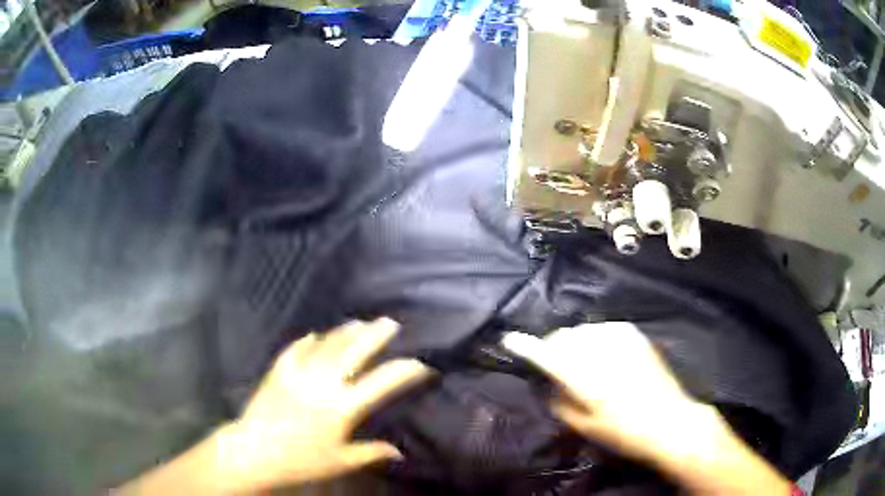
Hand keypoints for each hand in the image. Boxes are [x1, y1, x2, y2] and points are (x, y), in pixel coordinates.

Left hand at [219, 318, 432, 489]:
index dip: (404, 371)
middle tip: (390, 323)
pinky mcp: (278, 371)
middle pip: (354, 352)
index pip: (381, 383)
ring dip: (345, 333)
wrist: (253, 452)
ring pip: (327, 345)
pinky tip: (314, 335)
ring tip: (359, 322)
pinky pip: (295, 350)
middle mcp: (323, 384)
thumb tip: (399, 452)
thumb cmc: (299, 461)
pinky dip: (307, 341)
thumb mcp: (339, 462)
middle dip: (375, 335)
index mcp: (342, 408)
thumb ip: (370, 453)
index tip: (420, 364)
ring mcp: (298, 373)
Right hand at [502, 323, 791, 494]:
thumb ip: (562, 403)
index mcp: (586, 378)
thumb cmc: (626, 432)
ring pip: (584, 330)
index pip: (548, 354)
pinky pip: (604, 328)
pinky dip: (595, 338)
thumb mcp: (587, 427)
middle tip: (555, 366)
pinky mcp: (635, 336)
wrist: (670, 420)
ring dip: (574, 343)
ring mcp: (621, 340)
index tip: (511, 340)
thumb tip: (552, 384)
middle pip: (564, 337)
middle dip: (554, 348)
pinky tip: (602, 354)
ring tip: (581, 362)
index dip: (526, 346)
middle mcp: (601, 352)